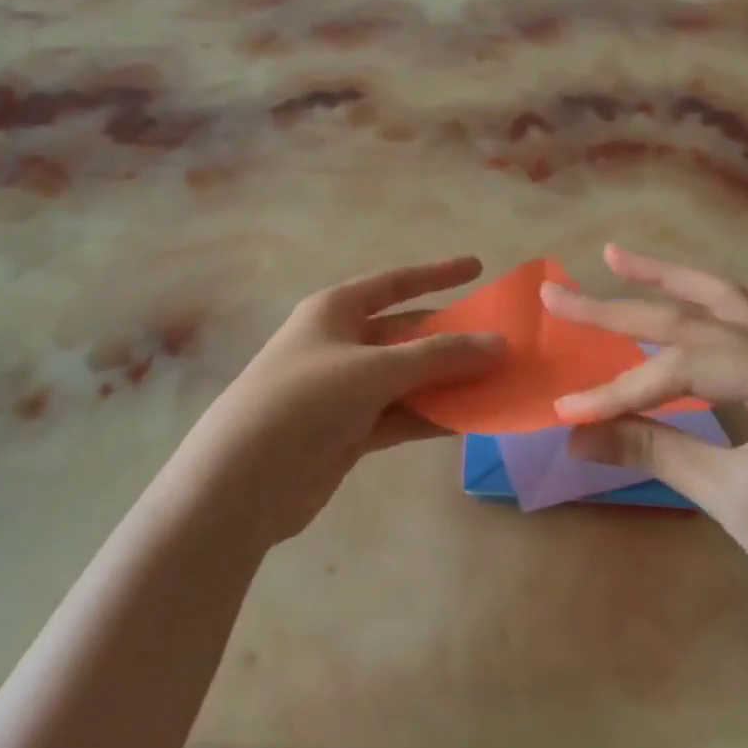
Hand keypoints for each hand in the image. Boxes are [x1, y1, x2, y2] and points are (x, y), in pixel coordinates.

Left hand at [177, 257, 502, 547]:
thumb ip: (439, 356)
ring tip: (501, 382)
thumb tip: (499, 343)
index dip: (437, 273)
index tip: (478, 268)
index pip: (396, 283)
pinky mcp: (350, 431)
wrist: (243, 480)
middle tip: (504, 341)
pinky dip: (433, 415)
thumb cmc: (305, 399)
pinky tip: (470, 419)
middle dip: (453, 337)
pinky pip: (402, 414)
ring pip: (409, 377)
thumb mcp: (375, 369)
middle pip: (408, 333)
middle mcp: (342, 344)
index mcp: (336, 311)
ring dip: (449, 381)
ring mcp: (346, 389)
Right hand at [547, 245, 747, 661]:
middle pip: (699, 320)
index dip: (622, 388)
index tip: (568, 411)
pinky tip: (664, 309)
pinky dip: (690, 323)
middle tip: (560, 293)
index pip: (688, 365)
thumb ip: (653, 450)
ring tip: (618, 260)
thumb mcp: (734, 501)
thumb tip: (574, 432)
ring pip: (723, 312)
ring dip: (669, 285)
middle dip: (626, 306)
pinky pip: (731, 345)